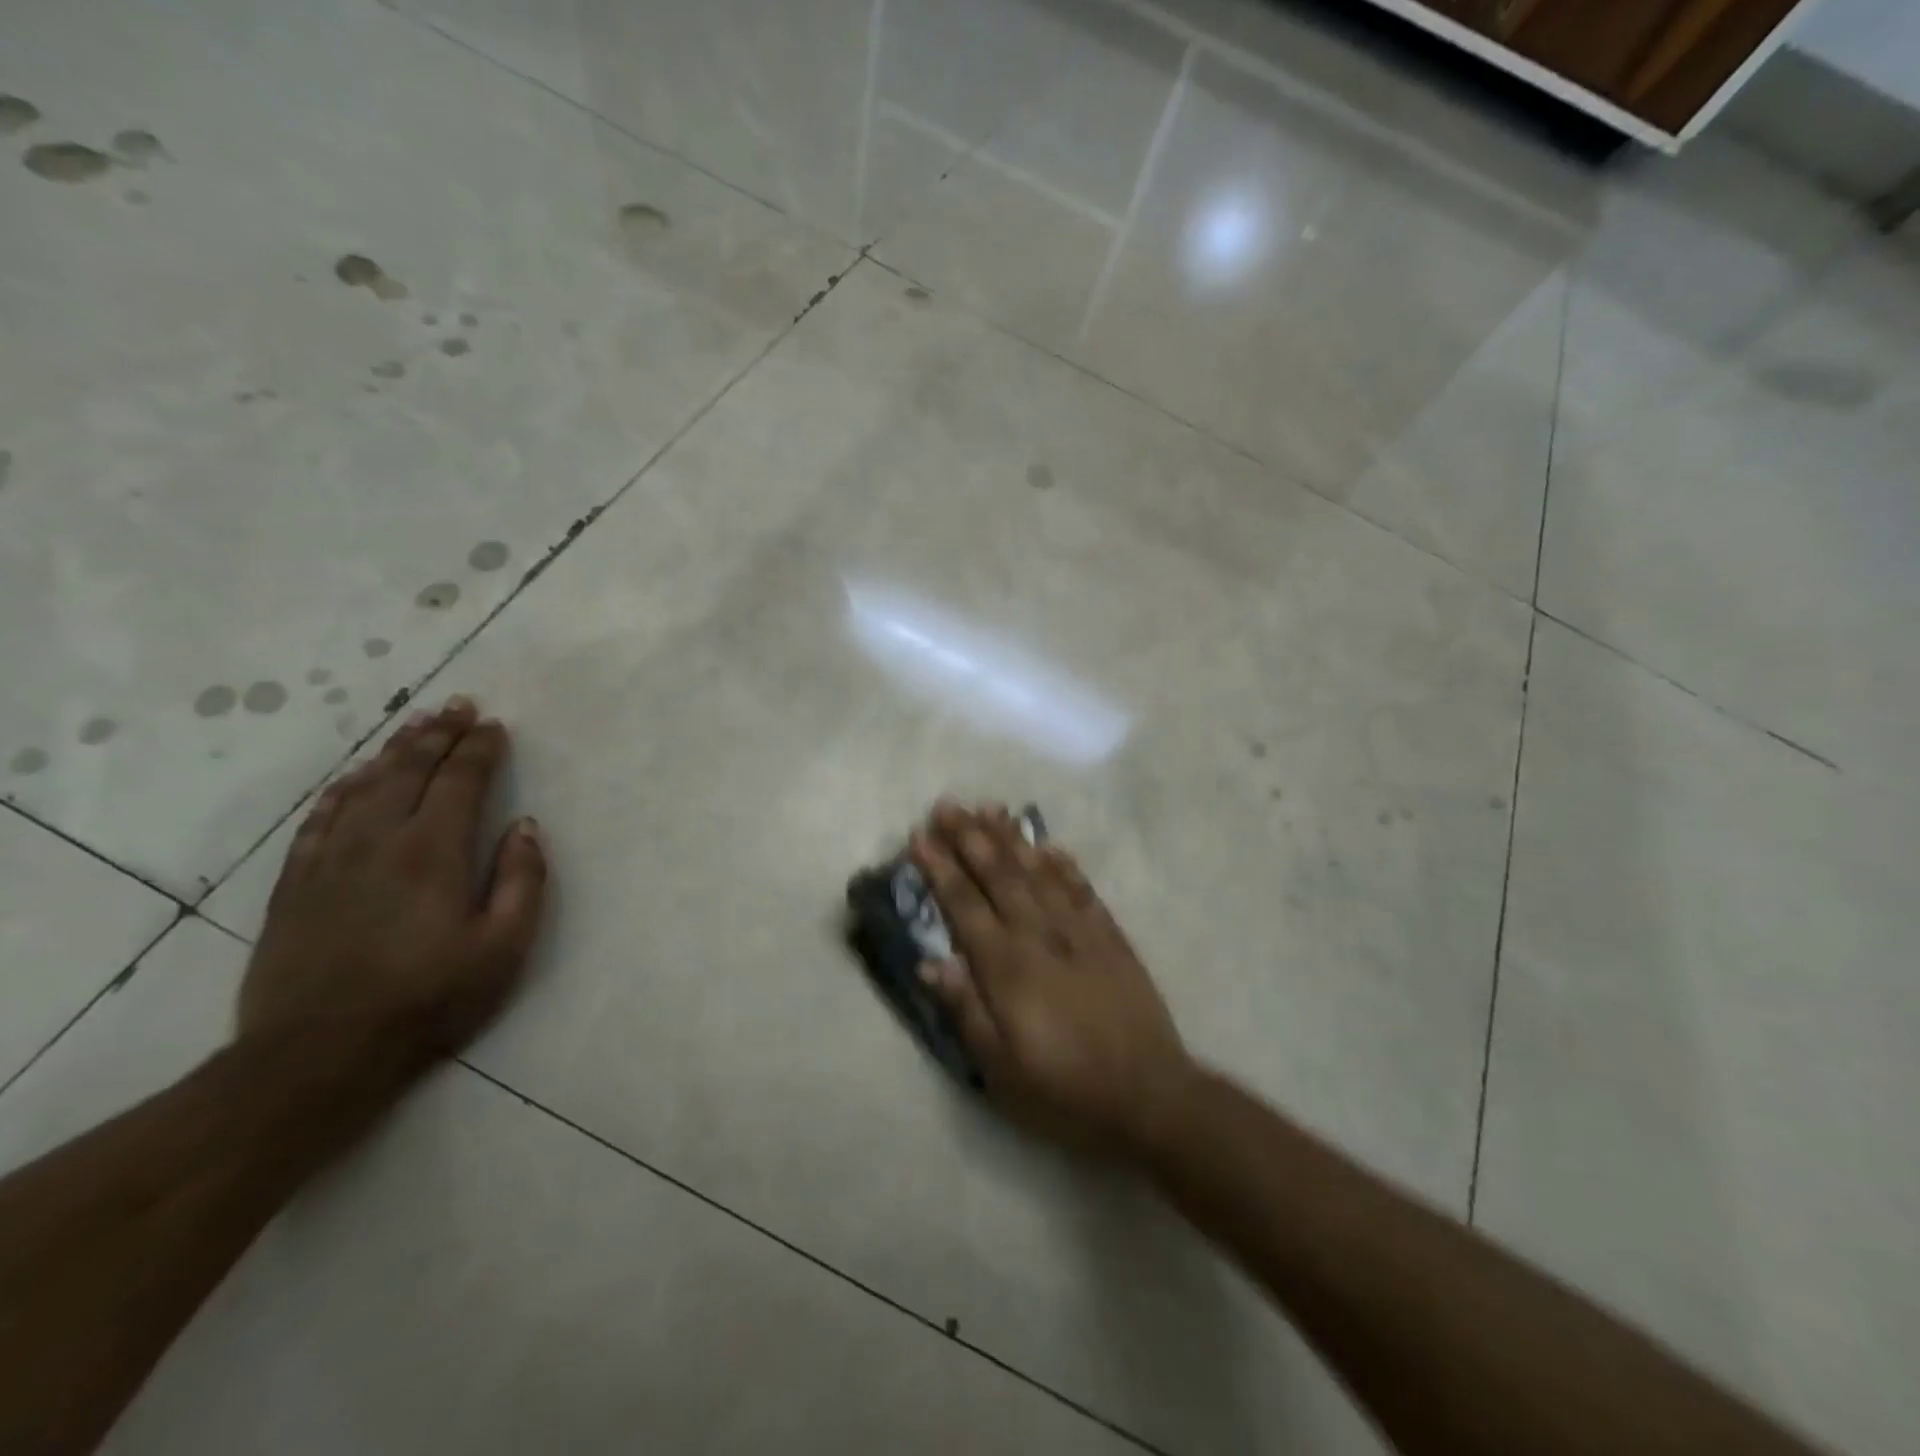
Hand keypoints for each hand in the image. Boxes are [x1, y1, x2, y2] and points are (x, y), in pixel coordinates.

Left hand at [239, 697, 549, 1076]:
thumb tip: (525, 826)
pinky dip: (341, 790)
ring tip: (414, 726)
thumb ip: (522, 880)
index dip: (479, 749)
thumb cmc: (428, 998)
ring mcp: (329, 859)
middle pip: (409, 770)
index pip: (460, 781)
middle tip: (457, 705)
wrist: (317, 1053)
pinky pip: (318, 819)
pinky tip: (353, 779)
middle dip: (438, 734)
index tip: (494, 725)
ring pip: (363, 786)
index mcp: (433, 851)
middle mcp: (379, 840)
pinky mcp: (295, 883)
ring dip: (393, 751)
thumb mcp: (504, 947)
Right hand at [909, 802, 1194, 1156]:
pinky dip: (1063, 865)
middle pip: (999, 875)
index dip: (940, 868)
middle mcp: (1040, 936)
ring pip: (1038, 872)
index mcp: (1007, 967)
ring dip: (1011, 838)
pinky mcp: (1110, 937)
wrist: (1148, 1094)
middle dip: (970, 837)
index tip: (920, 835)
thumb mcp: (1001, 1068)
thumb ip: (966, 1010)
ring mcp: (1079, 932)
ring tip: (990, 808)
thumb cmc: (1064, 1088)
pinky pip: (1081, 889)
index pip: (964, 905)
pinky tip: (1050, 845)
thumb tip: (929, 963)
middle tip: (948, 804)